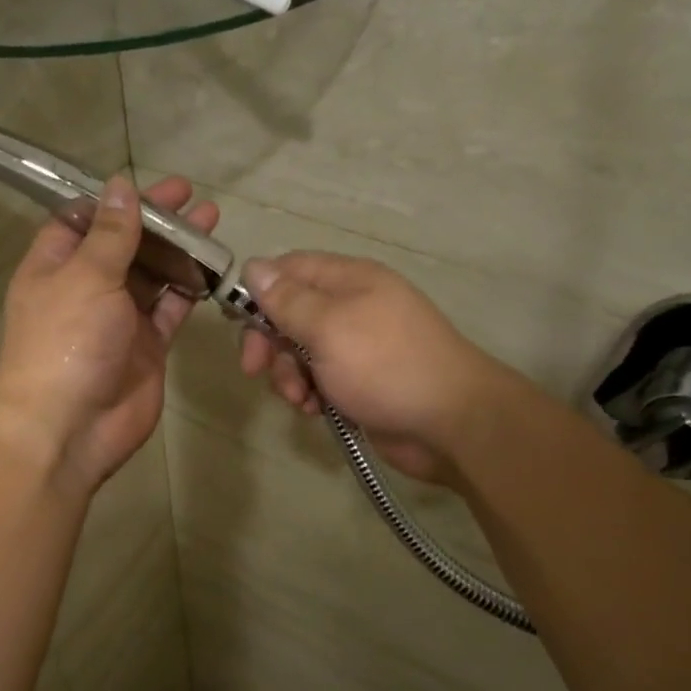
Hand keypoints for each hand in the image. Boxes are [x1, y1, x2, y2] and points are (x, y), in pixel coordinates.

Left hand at [0, 175, 218, 494]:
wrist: (70, 427)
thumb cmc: (67, 342)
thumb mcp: (86, 276)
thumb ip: (111, 234)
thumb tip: (121, 185)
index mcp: (55, 266)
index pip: (82, 221)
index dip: (113, 201)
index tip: (146, 185)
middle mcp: (85, 289)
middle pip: (123, 245)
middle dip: (155, 221)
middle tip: (192, 196)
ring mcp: (118, 319)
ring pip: (151, 275)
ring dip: (177, 251)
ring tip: (212, 222)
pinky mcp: (146, 346)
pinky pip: (170, 310)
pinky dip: (188, 290)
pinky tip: (212, 267)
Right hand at [238, 252, 503, 484]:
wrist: (451, 423)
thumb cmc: (386, 365)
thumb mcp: (329, 327)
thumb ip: (287, 300)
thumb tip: (253, 266)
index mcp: (349, 280)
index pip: (289, 269)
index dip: (259, 292)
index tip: (239, 323)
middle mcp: (351, 307)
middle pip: (288, 315)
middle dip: (269, 344)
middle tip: (256, 370)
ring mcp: (356, 347)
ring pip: (298, 353)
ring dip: (287, 376)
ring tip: (301, 399)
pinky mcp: (358, 382)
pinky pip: (317, 380)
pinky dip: (309, 395)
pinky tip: (316, 412)